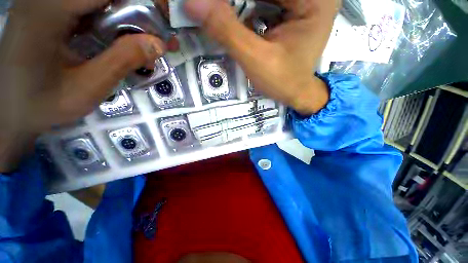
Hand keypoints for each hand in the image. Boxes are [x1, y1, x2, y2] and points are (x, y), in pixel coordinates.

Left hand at [0, 0, 166, 171]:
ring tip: (147, 46)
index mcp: (49, 10)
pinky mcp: (52, 11)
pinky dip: (114, 23)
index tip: (165, 23)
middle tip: (159, 38)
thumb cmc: (42, 103)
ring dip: (129, 20)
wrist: (10, 109)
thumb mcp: (87, 88)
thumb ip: (123, 61)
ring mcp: (48, 2)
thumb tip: (158, 44)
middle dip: (139, 13)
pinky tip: (124, 42)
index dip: (142, 2)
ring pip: (102, 3)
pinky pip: (91, 9)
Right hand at [184, 0, 338, 114]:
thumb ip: (227, 31)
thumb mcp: (256, 58)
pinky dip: (247, 9)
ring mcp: (302, 3)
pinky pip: (265, 3)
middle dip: (238, 5)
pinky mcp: (292, 12)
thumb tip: (192, 3)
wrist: (295, 94)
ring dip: (240, 7)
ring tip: (219, 15)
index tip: (211, 7)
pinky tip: (235, 19)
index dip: (237, 1)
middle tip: (213, 11)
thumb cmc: (282, 81)